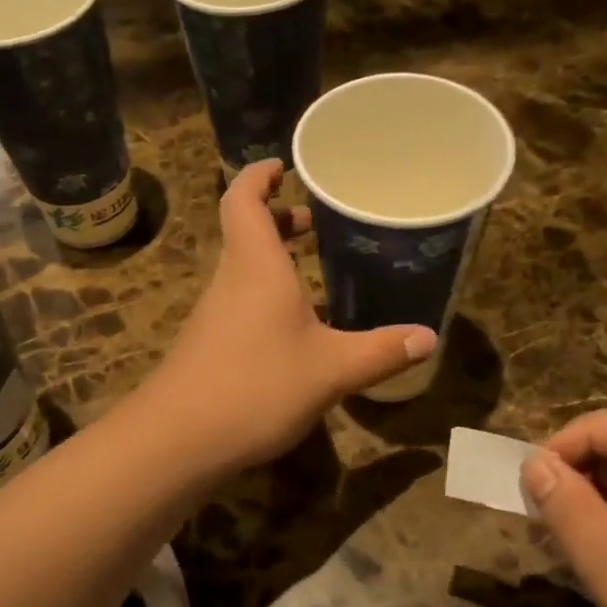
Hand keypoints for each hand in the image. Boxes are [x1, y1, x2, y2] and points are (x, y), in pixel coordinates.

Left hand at [146, 162, 435, 470]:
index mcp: (255, 266)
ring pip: (243, 270)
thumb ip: (380, 352)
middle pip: (246, 232)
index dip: (259, 175)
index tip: (283, 166)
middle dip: (278, 219)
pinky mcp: (209, 346)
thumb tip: (429, 337)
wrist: (177, 440)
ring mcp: (214, 315)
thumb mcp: (330, 370)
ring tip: (315, 269)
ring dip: (274, 260)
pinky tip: (296, 329)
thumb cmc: (255, 386)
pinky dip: (267, 297)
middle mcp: (230, 281)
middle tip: (316, 220)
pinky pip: (240, 303)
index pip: (244, 199)